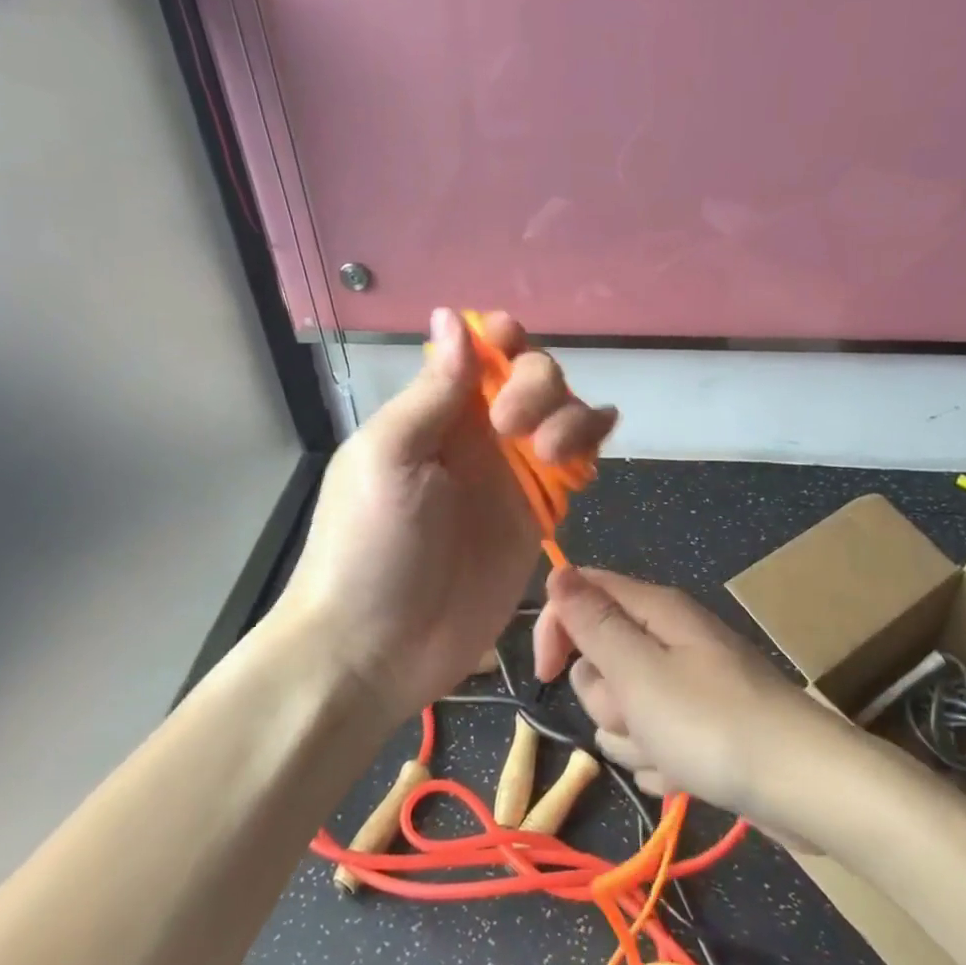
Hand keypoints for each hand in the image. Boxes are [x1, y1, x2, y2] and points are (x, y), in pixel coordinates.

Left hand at [274, 310, 614, 721]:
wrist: (378, 648)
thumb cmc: (369, 548)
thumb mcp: (389, 458)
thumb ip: (432, 392)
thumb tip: (451, 317)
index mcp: (433, 413)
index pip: (478, 353)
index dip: (501, 337)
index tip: (509, 343)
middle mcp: (475, 435)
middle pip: (531, 378)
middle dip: (537, 385)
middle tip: (515, 428)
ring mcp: (510, 476)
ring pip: (562, 415)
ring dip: (570, 415)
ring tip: (552, 453)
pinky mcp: (536, 515)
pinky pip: (575, 464)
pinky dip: (591, 442)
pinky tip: (596, 443)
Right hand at [532, 567, 854, 823]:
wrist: (805, 790)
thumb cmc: (713, 725)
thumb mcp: (639, 671)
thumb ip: (594, 623)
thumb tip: (558, 571)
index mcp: (657, 611)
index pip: (583, 592)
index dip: (556, 628)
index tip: (545, 674)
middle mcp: (671, 640)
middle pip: (600, 659)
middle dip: (605, 697)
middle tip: (639, 714)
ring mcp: (688, 686)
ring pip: (623, 709)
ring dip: (633, 738)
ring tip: (671, 753)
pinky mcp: (702, 729)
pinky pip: (654, 741)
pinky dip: (662, 762)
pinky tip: (688, 774)